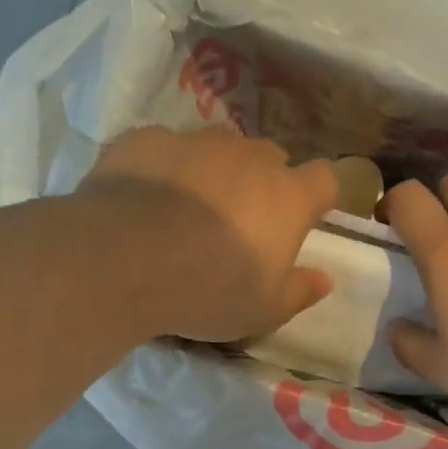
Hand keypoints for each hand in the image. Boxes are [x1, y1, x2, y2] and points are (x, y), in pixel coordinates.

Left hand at [77, 126, 337, 341]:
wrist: (122, 261)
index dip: (317, 197)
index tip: (304, 219)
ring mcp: (195, 141)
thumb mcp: (265, 310)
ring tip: (189, 209)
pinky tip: (144, 200)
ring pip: (218, 148)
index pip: (325, 178)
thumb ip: (300, 291)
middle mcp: (248, 157)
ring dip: (214, 172)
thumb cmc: (209, 291)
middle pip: (270, 157)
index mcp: (288, 197)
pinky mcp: (146, 138)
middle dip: (264, 182)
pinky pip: (166, 148)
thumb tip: (324, 279)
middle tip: (242, 221)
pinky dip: (165, 168)